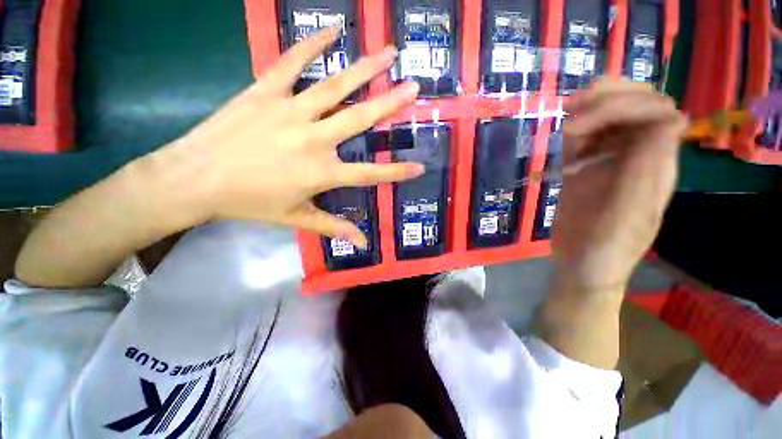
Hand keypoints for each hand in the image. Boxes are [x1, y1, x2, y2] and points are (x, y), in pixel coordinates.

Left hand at [172, 27, 422, 247]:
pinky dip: (312, 44)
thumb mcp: (297, 219)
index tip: (420, 166)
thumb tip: (363, 243)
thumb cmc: (250, 202)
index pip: (370, 174)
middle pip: (360, 119)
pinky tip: (333, 30)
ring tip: (389, 52)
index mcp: (322, 173)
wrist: (196, 179)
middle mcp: (314, 139)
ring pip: (335, 86)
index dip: (397, 172)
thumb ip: (334, 228)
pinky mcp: (265, 91)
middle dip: (391, 104)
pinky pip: (292, 62)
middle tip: (415, 88)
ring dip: (365, 68)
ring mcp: (290, 111)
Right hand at [552, 78, 687, 291]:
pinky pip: (585, 140)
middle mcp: (638, 158)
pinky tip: (560, 136)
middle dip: (609, 98)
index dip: (628, 106)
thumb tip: (665, 122)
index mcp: (656, 167)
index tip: (583, 124)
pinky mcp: (585, 171)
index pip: (659, 114)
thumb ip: (645, 175)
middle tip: (570, 108)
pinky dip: (574, 131)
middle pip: (640, 107)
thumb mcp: (627, 219)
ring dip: (591, 108)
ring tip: (564, 114)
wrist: (581, 267)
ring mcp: (610, 163)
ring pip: (612, 118)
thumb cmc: (606, 252)